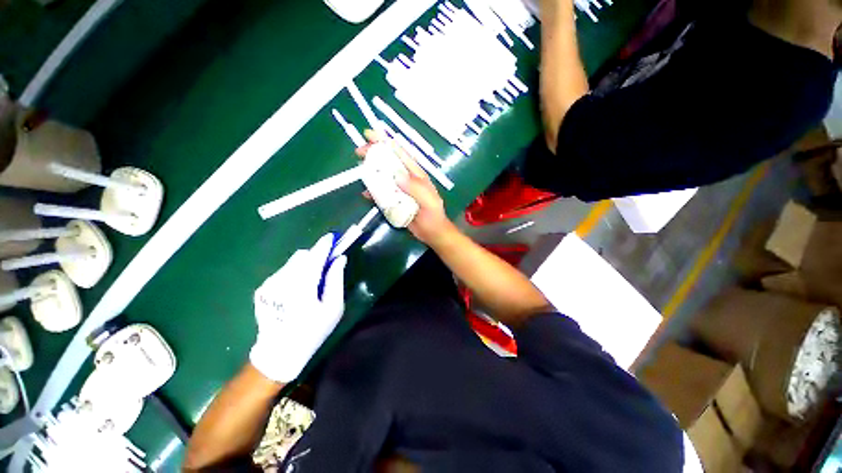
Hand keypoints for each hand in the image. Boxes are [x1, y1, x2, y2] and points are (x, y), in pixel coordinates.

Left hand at [250, 234, 346, 382]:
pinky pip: (284, 271)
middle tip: (327, 268)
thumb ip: (336, 280)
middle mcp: (282, 281)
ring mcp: (269, 284)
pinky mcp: (263, 288)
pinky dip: (296, 273)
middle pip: (302, 256)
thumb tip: (339, 258)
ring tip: (312, 284)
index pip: (315, 256)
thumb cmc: (312, 331)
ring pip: (293, 263)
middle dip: (316, 256)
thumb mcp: (333, 308)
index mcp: (302, 287)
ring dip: (306, 265)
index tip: (333, 237)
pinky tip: (298, 291)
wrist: (279, 353)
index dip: (325, 244)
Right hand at [356, 132, 454, 246]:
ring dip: (371, 172)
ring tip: (359, 170)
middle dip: (374, 154)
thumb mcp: (428, 201)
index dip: (386, 142)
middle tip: (359, 152)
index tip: (370, 135)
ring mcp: (399, 190)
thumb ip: (415, 188)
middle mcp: (406, 179)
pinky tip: (366, 194)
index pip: (401, 154)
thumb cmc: (433, 215)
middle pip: (389, 162)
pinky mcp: (394, 200)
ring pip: (383, 176)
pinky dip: (373, 192)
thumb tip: (397, 175)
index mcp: (416, 175)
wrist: (432, 233)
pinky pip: (382, 193)